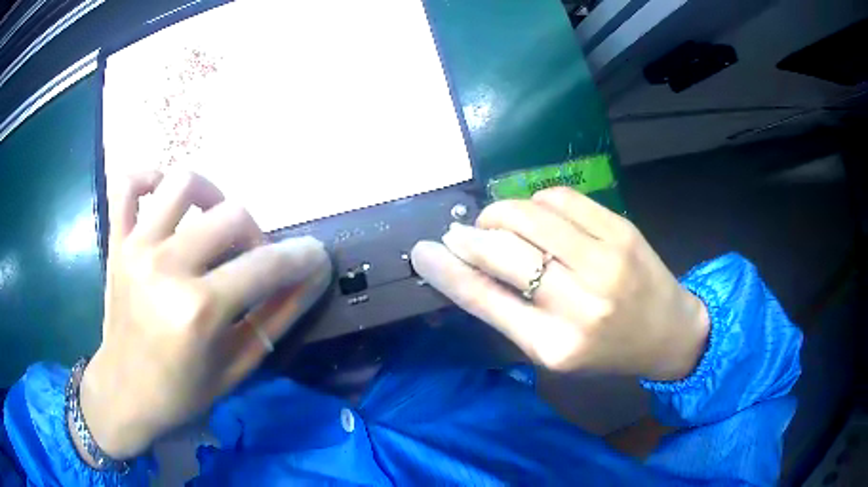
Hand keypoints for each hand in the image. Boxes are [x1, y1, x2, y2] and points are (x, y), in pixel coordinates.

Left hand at [77, 171, 330, 459]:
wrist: (125, 393)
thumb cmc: (182, 392)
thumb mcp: (238, 366)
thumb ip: (277, 317)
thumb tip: (313, 276)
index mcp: (198, 311)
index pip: (266, 265)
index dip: (302, 257)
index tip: (315, 256)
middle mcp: (166, 268)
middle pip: (232, 215)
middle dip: (257, 237)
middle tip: (251, 263)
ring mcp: (136, 247)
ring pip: (184, 183)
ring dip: (211, 196)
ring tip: (212, 223)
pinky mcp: (117, 241)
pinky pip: (128, 183)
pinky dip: (149, 177)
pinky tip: (163, 197)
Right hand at [411, 187, 707, 380]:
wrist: (668, 331)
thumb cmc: (606, 351)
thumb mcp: (552, 350)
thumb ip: (509, 314)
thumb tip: (463, 270)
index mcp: (555, 346)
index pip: (486, 300)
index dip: (448, 271)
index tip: (421, 251)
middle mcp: (581, 304)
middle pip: (504, 251)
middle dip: (470, 236)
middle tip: (460, 233)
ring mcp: (606, 260)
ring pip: (530, 214)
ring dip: (501, 213)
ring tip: (498, 222)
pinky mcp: (621, 229)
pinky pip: (561, 198)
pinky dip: (536, 201)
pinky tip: (538, 215)